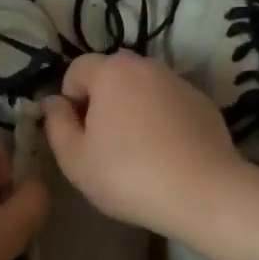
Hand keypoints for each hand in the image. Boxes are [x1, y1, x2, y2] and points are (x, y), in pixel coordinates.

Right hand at [42, 53, 248, 237]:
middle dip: (102, 101)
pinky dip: (162, 120)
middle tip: (104, 144)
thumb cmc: (128, 175)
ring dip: (133, 109)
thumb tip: (54, 102)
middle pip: (112, 75)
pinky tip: (167, 154)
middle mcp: (147, 66)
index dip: (70, 100)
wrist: (204, 193)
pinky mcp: (204, 103)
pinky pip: (169, 104)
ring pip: (143, 89)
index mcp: (112, 72)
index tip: (78, 134)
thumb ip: (56, 124)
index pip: (76, 70)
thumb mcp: (75, 160)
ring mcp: (180, 83)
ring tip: (138, 151)